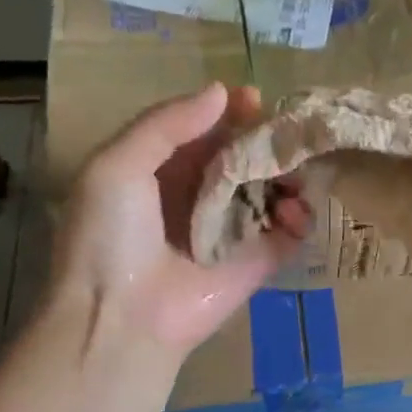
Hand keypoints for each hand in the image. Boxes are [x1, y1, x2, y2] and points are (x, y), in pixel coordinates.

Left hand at [47, 83, 306, 358]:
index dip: (229, 112)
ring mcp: (230, 230)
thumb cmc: (111, 237)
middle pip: (242, 157)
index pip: (203, 130)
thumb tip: (221, 92)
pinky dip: (300, 218)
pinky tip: (297, 210)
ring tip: (297, 171)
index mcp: (159, 170)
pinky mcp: (256, 262)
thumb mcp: (117, 166)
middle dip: (267, 141)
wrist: (122, 319)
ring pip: (270, 190)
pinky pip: (287, 233)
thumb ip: (166, 124)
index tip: (256, 99)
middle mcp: (197, 196)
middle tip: (291, 133)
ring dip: (288, 175)